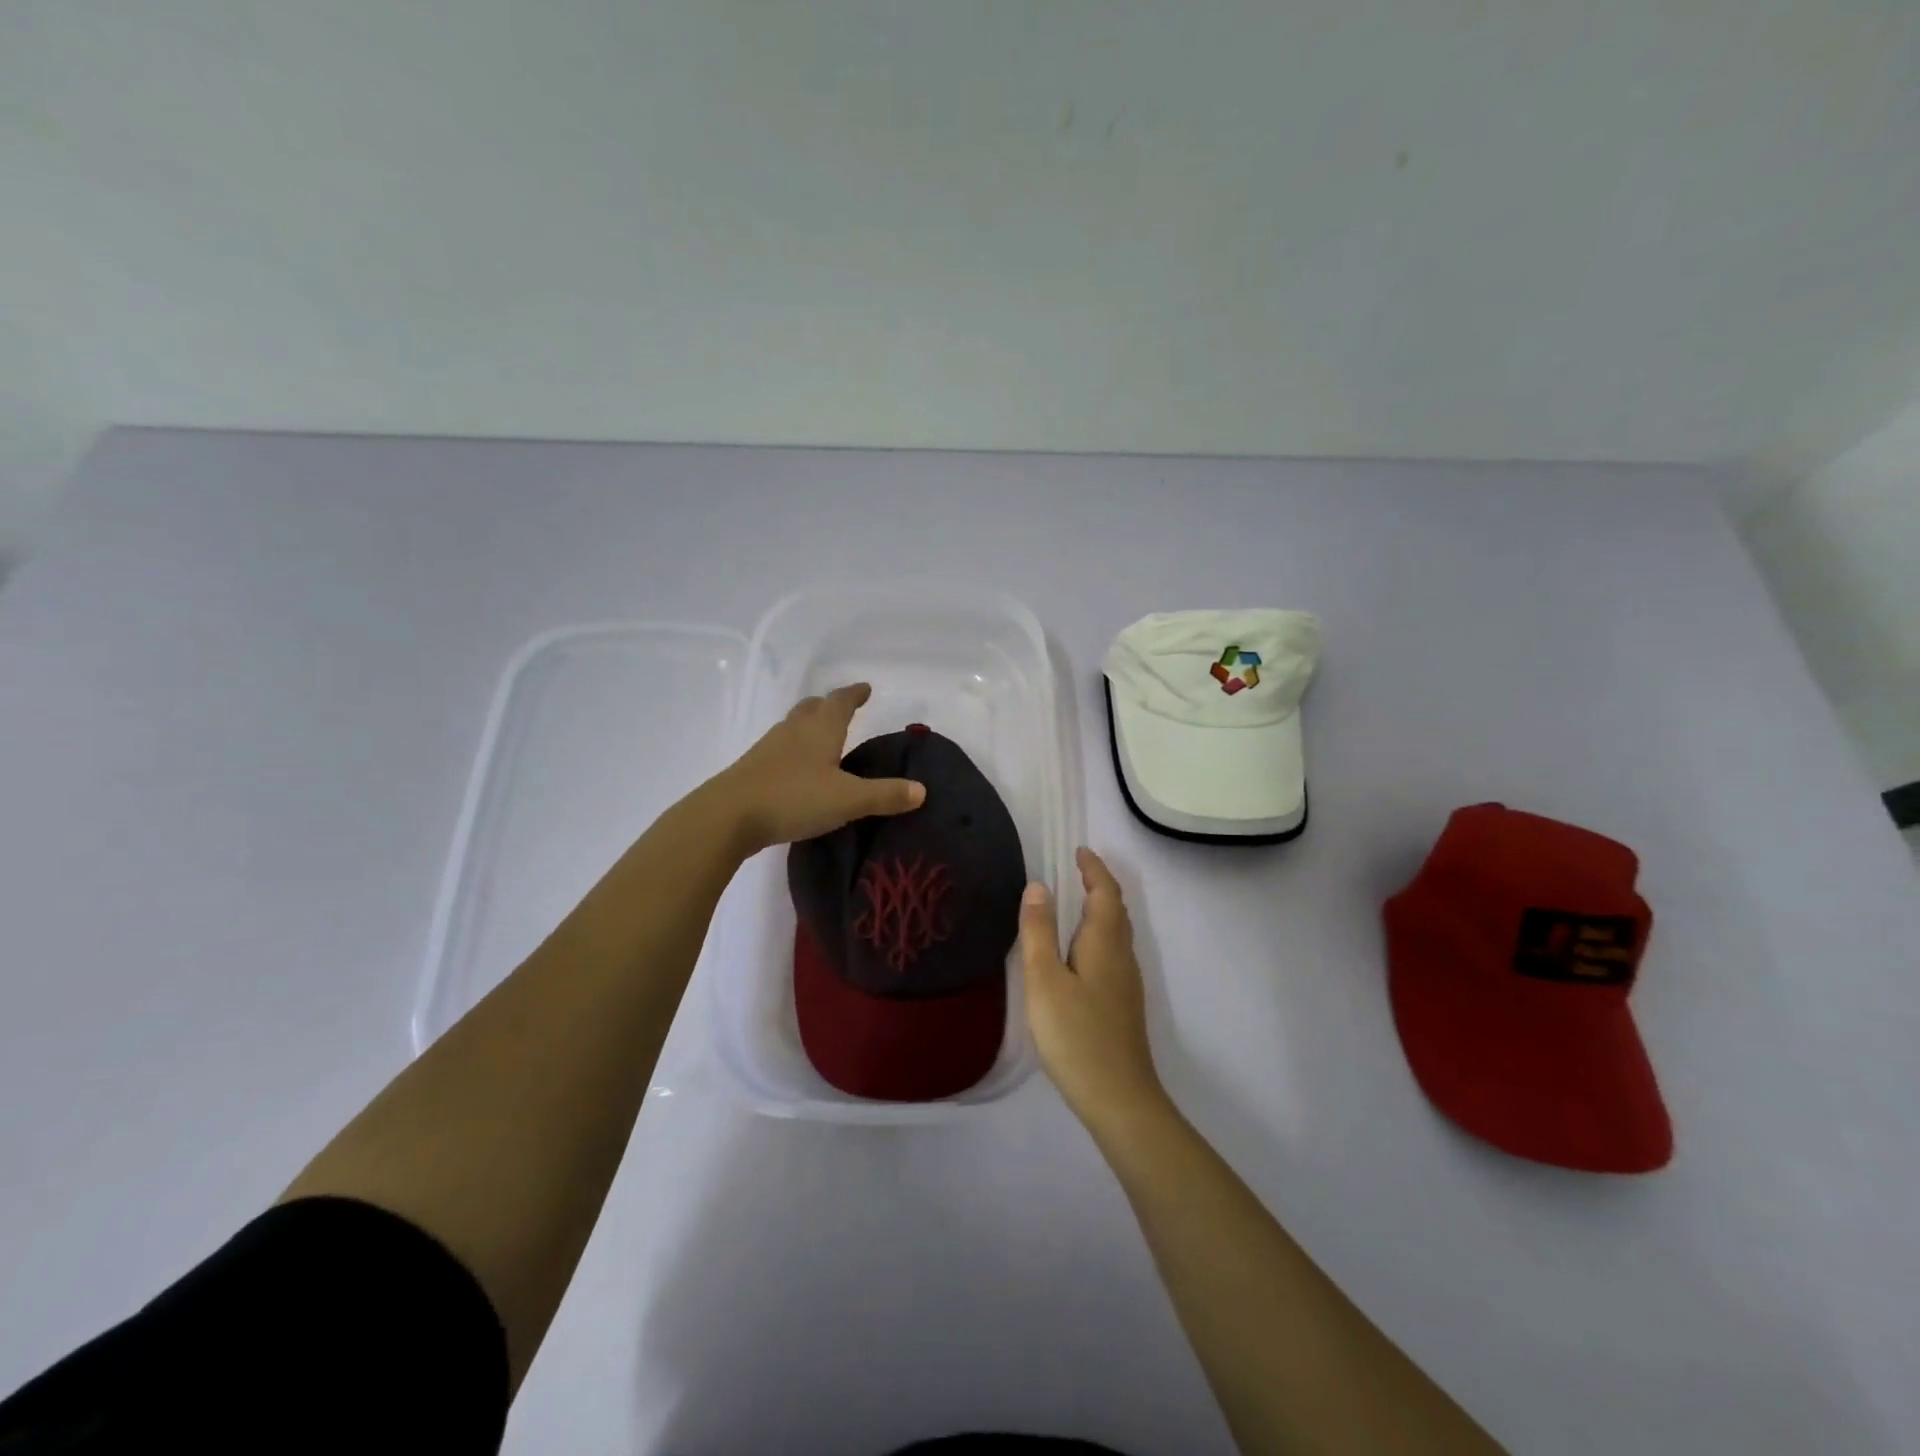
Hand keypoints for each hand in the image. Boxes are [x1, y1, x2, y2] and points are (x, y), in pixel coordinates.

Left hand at [709, 683, 925, 853]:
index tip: (865, 688)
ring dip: (809, 726)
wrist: (727, 816)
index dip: (854, 694)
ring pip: (793, 727)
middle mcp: (793, 731)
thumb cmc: (793, 798)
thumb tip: (921, 790)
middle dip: (829, 705)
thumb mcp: (847, 799)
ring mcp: (769, 749)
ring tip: (822, 737)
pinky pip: (779, 751)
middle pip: (812, 708)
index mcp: (820, 729)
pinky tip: (797, 770)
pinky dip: (794, 751)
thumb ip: (884, 795)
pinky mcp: (753, 770)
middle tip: (843, 707)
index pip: (840, 701)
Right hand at [1020, 847, 1167, 1128]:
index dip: (1093, 869)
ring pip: (1117, 933)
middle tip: (1076, 870)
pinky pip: (1112, 952)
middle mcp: (1122, 956)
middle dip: (1099, 885)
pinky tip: (1079, 953)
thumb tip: (1038, 886)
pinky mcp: (1122, 1004)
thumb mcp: (1045, 980)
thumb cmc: (1076, 1035)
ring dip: (1100, 909)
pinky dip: (1098, 934)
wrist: (1119, 1098)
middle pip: (1116, 910)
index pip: (1105, 893)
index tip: (1079, 851)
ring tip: (1074, 903)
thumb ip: (1039, 932)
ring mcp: (1126, 982)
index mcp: (1104, 943)